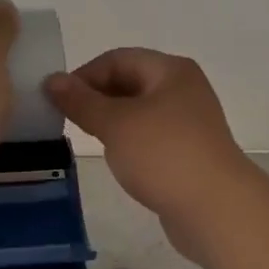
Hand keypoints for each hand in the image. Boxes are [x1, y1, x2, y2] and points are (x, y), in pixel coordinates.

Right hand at [45, 48, 257, 260]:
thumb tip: (52, 79)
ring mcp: (189, 122)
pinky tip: (116, 159)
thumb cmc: (163, 156)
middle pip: (130, 82)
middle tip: (67, 121)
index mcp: (171, 70)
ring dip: (111, 121)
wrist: (216, 210)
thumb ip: (81, 101)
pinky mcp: (188, 152)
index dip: (84, 75)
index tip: (57, 101)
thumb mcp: (115, 123)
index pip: (117, 59)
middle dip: (96, 97)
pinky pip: (150, 137)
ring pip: (139, 111)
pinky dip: (128, 142)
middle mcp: (183, 89)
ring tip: (87, 139)